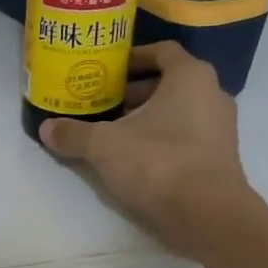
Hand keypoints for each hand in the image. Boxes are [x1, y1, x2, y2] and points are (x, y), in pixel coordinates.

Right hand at [39, 41, 254, 257]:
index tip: (107, 70)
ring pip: (177, 112)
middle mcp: (212, 95)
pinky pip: (185, 136)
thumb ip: (74, 134)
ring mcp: (220, 129)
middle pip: (168, 83)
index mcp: (191, 77)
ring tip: (112, 132)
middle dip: (133, 92)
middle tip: (102, 103)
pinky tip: (132, 158)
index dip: (132, 58)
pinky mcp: (219, 158)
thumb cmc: (158, 162)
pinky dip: (160, 140)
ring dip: (146, 118)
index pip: (162, 51)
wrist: (207, 216)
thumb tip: (46, 129)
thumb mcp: (103, 145)